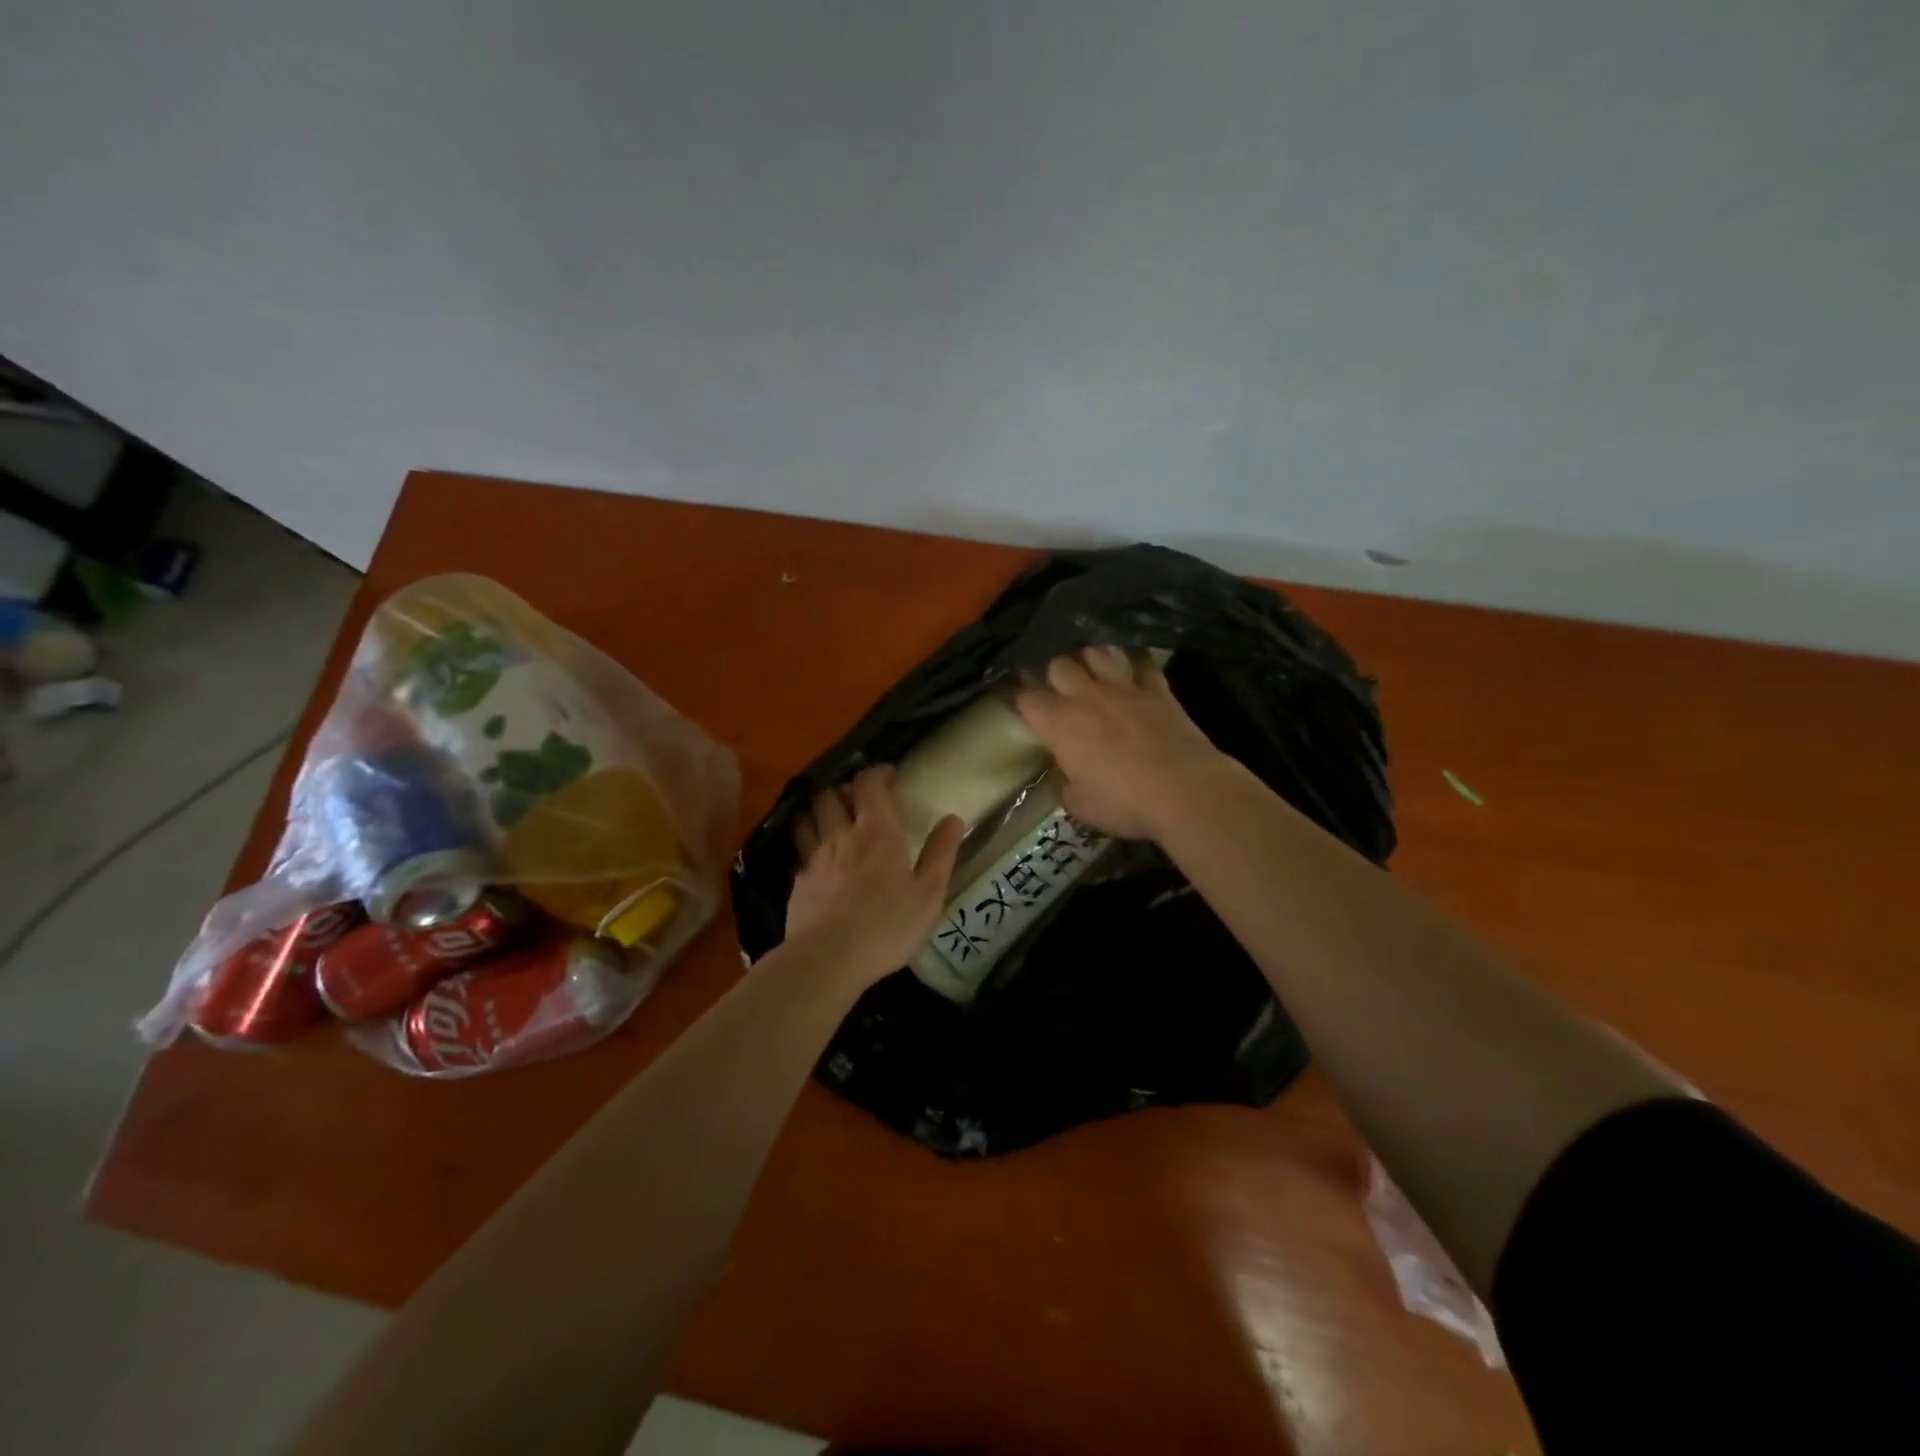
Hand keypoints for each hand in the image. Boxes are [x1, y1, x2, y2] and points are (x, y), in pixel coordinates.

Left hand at [788, 766, 963, 983]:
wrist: (828, 959)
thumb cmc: (888, 925)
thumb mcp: (929, 893)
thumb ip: (941, 853)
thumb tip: (953, 818)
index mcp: (877, 833)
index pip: (869, 785)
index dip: (877, 774)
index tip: (889, 775)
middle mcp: (841, 837)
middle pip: (830, 796)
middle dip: (843, 789)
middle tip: (857, 799)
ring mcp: (814, 859)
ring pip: (808, 820)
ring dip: (818, 812)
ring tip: (830, 820)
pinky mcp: (798, 884)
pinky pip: (800, 854)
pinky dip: (808, 849)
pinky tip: (817, 864)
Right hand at [1014, 647, 1228, 840]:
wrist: (1184, 790)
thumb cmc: (1122, 802)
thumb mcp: (1080, 804)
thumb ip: (1067, 783)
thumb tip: (1067, 775)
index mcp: (1059, 723)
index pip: (1026, 699)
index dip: (1017, 698)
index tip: (1014, 701)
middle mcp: (1086, 696)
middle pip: (1059, 665)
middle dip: (1054, 675)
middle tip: (1058, 689)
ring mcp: (1124, 689)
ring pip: (1098, 653)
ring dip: (1091, 660)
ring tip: (1092, 672)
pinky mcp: (1158, 690)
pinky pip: (1143, 665)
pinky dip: (1136, 667)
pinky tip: (1135, 672)